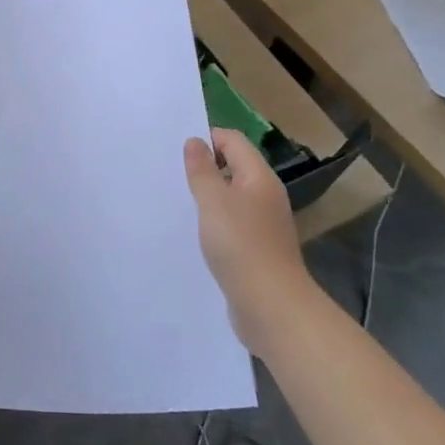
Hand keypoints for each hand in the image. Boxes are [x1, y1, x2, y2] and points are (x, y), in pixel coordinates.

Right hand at [183, 128, 310, 353]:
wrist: (271, 306)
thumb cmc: (240, 245)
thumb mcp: (213, 201)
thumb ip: (202, 170)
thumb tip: (195, 141)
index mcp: (259, 177)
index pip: (233, 140)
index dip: (207, 138)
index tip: (177, 151)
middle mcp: (265, 195)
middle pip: (234, 167)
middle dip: (205, 167)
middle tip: (172, 174)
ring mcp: (264, 224)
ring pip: (232, 197)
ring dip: (208, 196)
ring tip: (178, 201)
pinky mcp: (258, 249)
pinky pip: (233, 223)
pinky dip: (215, 221)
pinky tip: (195, 233)